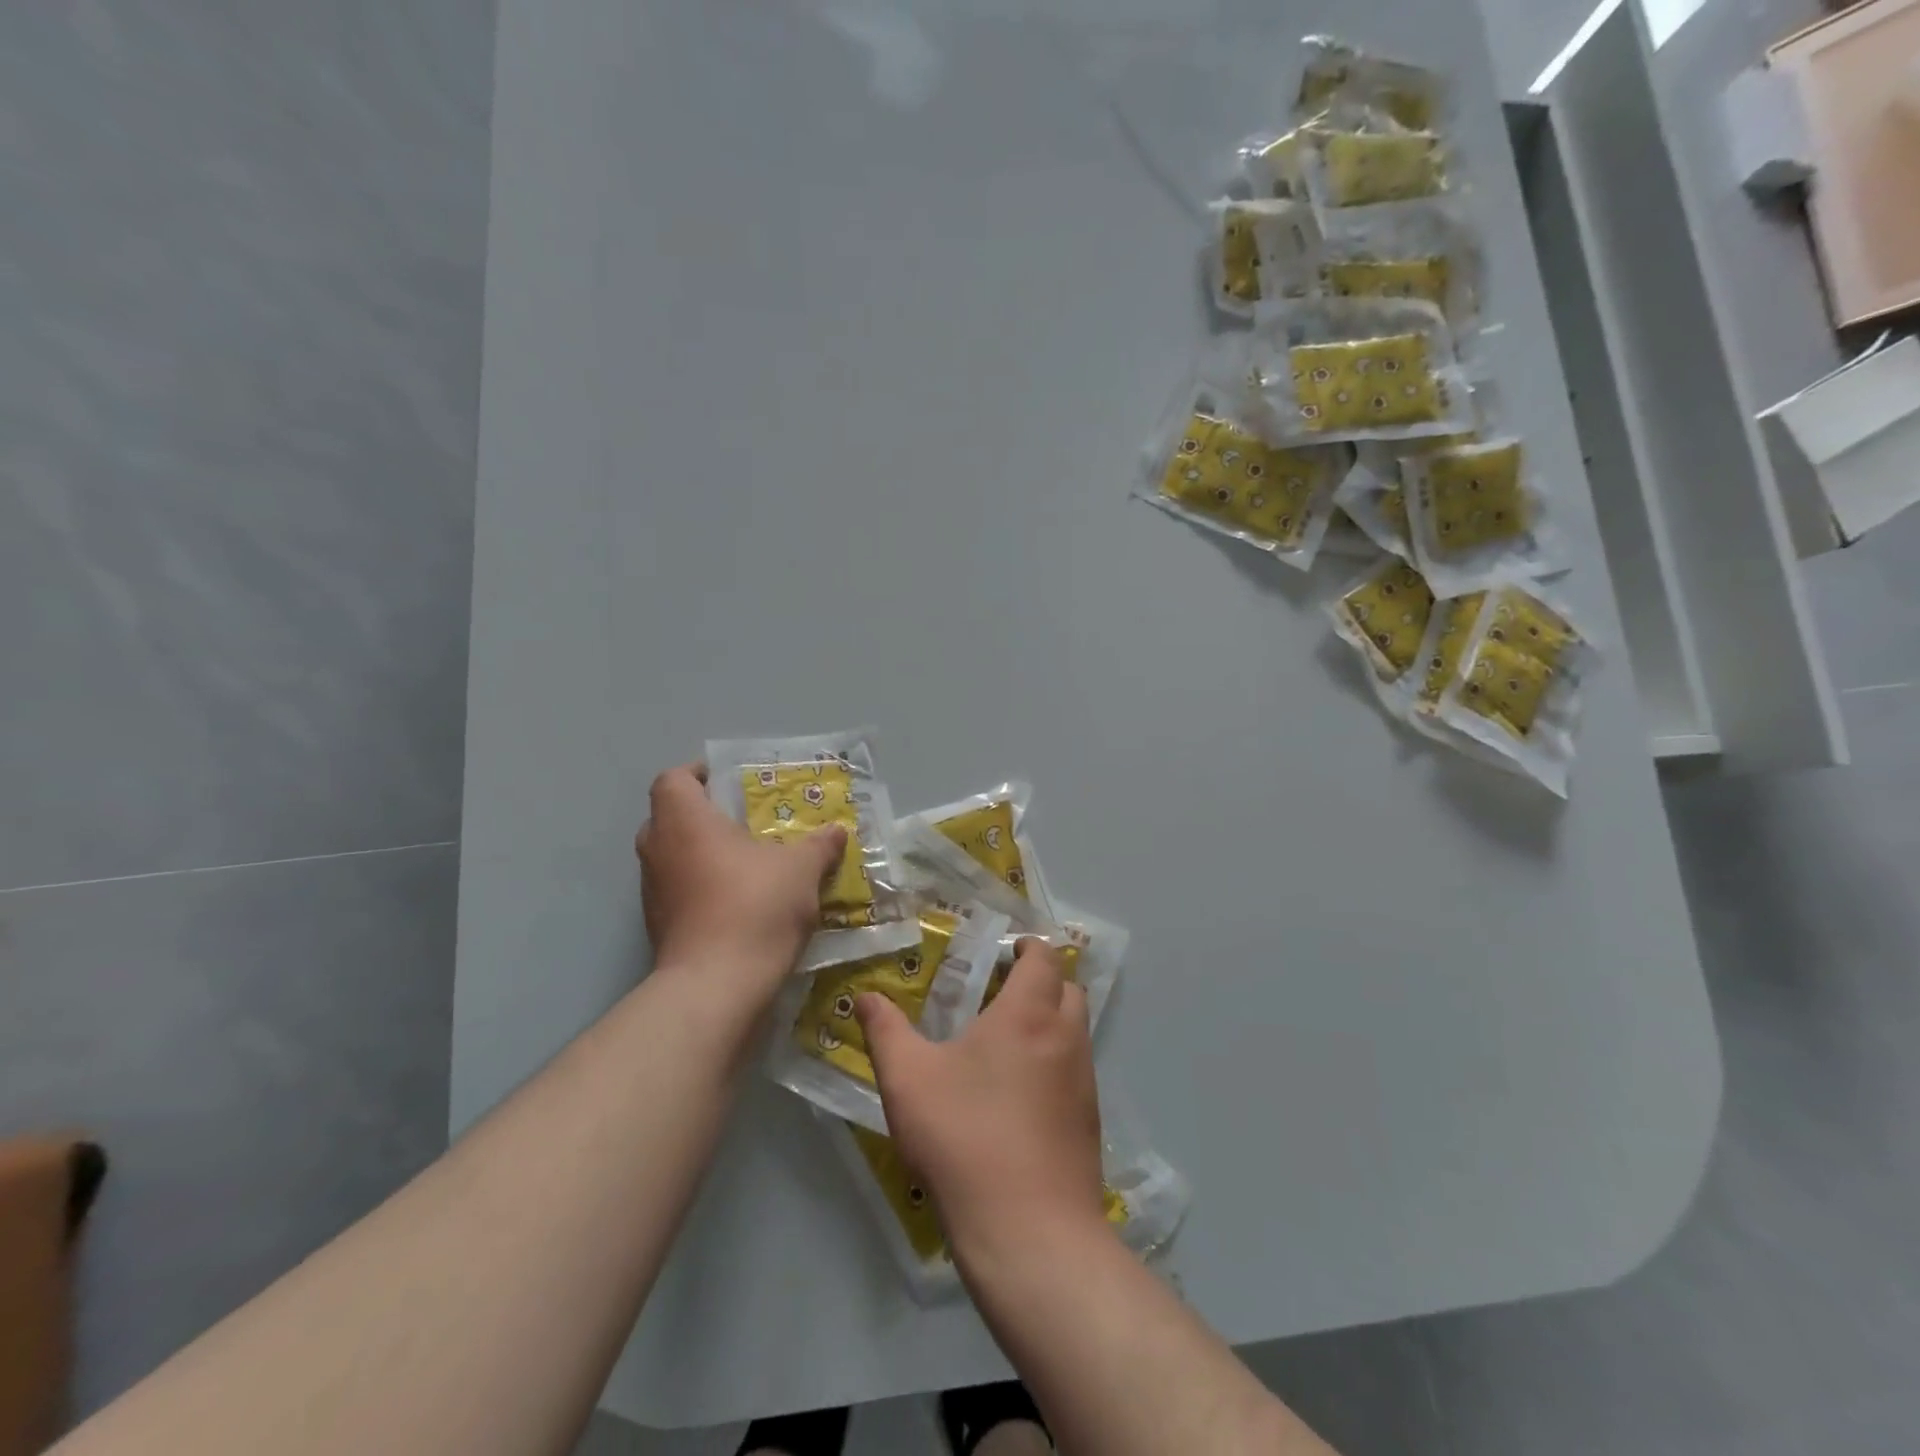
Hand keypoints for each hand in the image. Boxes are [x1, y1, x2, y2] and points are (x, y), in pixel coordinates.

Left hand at [636, 763, 845, 1002]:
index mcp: (684, 821)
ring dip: (703, 854)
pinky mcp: (658, 927)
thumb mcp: (801, 869)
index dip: (698, 773)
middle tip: (744, 822)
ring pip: (673, 857)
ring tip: (747, 863)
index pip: (674, 778)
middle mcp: (658, 849)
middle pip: (669, 816)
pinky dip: (702, 888)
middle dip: (704, 815)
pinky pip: (679, 891)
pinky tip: (740, 902)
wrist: (716, 987)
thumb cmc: (755, 906)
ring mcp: (652, 892)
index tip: (730, 782)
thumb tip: (836, 831)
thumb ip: (819, 846)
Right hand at [856, 940, 1107, 1263]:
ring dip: (1050, 1022)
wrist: (1030, 1233)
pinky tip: (1019, 1096)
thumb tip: (867, 996)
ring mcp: (1084, 1082)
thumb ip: (885, 1031)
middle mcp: (1065, 1038)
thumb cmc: (966, 1138)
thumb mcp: (909, 1081)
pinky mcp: (1089, 1123)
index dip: (1029, 947)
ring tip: (1005, 1043)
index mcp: (1028, 1014)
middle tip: (1001, 992)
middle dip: (1042, 981)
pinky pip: (1076, 1071)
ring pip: (1075, 1030)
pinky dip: (1054, 1063)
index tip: (1005, 952)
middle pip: (1068, 988)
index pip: (1046, 957)